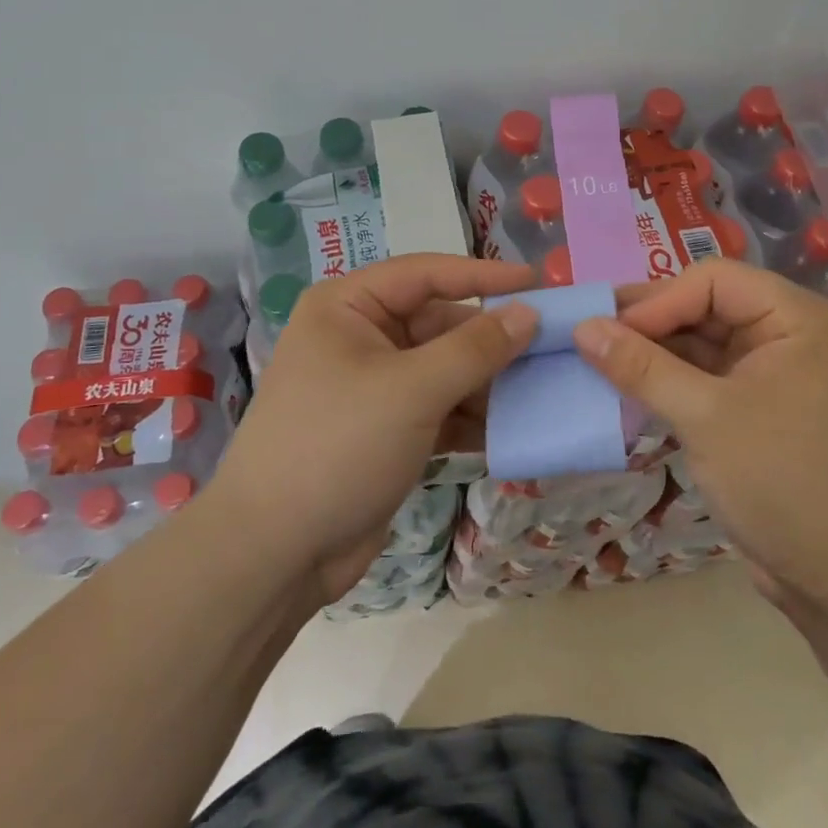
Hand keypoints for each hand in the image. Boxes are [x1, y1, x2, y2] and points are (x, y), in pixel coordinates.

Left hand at [207, 253, 538, 602]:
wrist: (274, 554)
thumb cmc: (338, 446)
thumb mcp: (412, 390)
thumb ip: (476, 348)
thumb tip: (529, 313)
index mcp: (349, 306)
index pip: (427, 273)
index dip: (483, 275)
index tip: (538, 282)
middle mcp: (360, 336)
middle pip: (440, 323)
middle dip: (491, 340)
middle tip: (552, 348)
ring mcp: (374, 385)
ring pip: (445, 368)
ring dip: (488, 382)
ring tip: (542, 390)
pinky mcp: (386, 429)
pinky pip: (440, 407)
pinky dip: (471, 417)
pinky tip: (512, 429)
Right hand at [572, 260, 827, 608]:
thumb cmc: (786, 482)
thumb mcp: (706, 418)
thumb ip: (641, 367)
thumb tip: (581, 327)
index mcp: (793, 317)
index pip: (712, 281)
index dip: (657, 300)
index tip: (606, 331)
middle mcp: (786, 334)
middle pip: (704, 306)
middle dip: (649, 323)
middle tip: (589, 338)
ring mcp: (772, 373)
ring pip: (700, 343)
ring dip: (652, 353)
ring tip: (597, 361)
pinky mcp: (757, 409)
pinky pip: (704, 377)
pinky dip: (667, 381)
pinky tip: (626, 389)